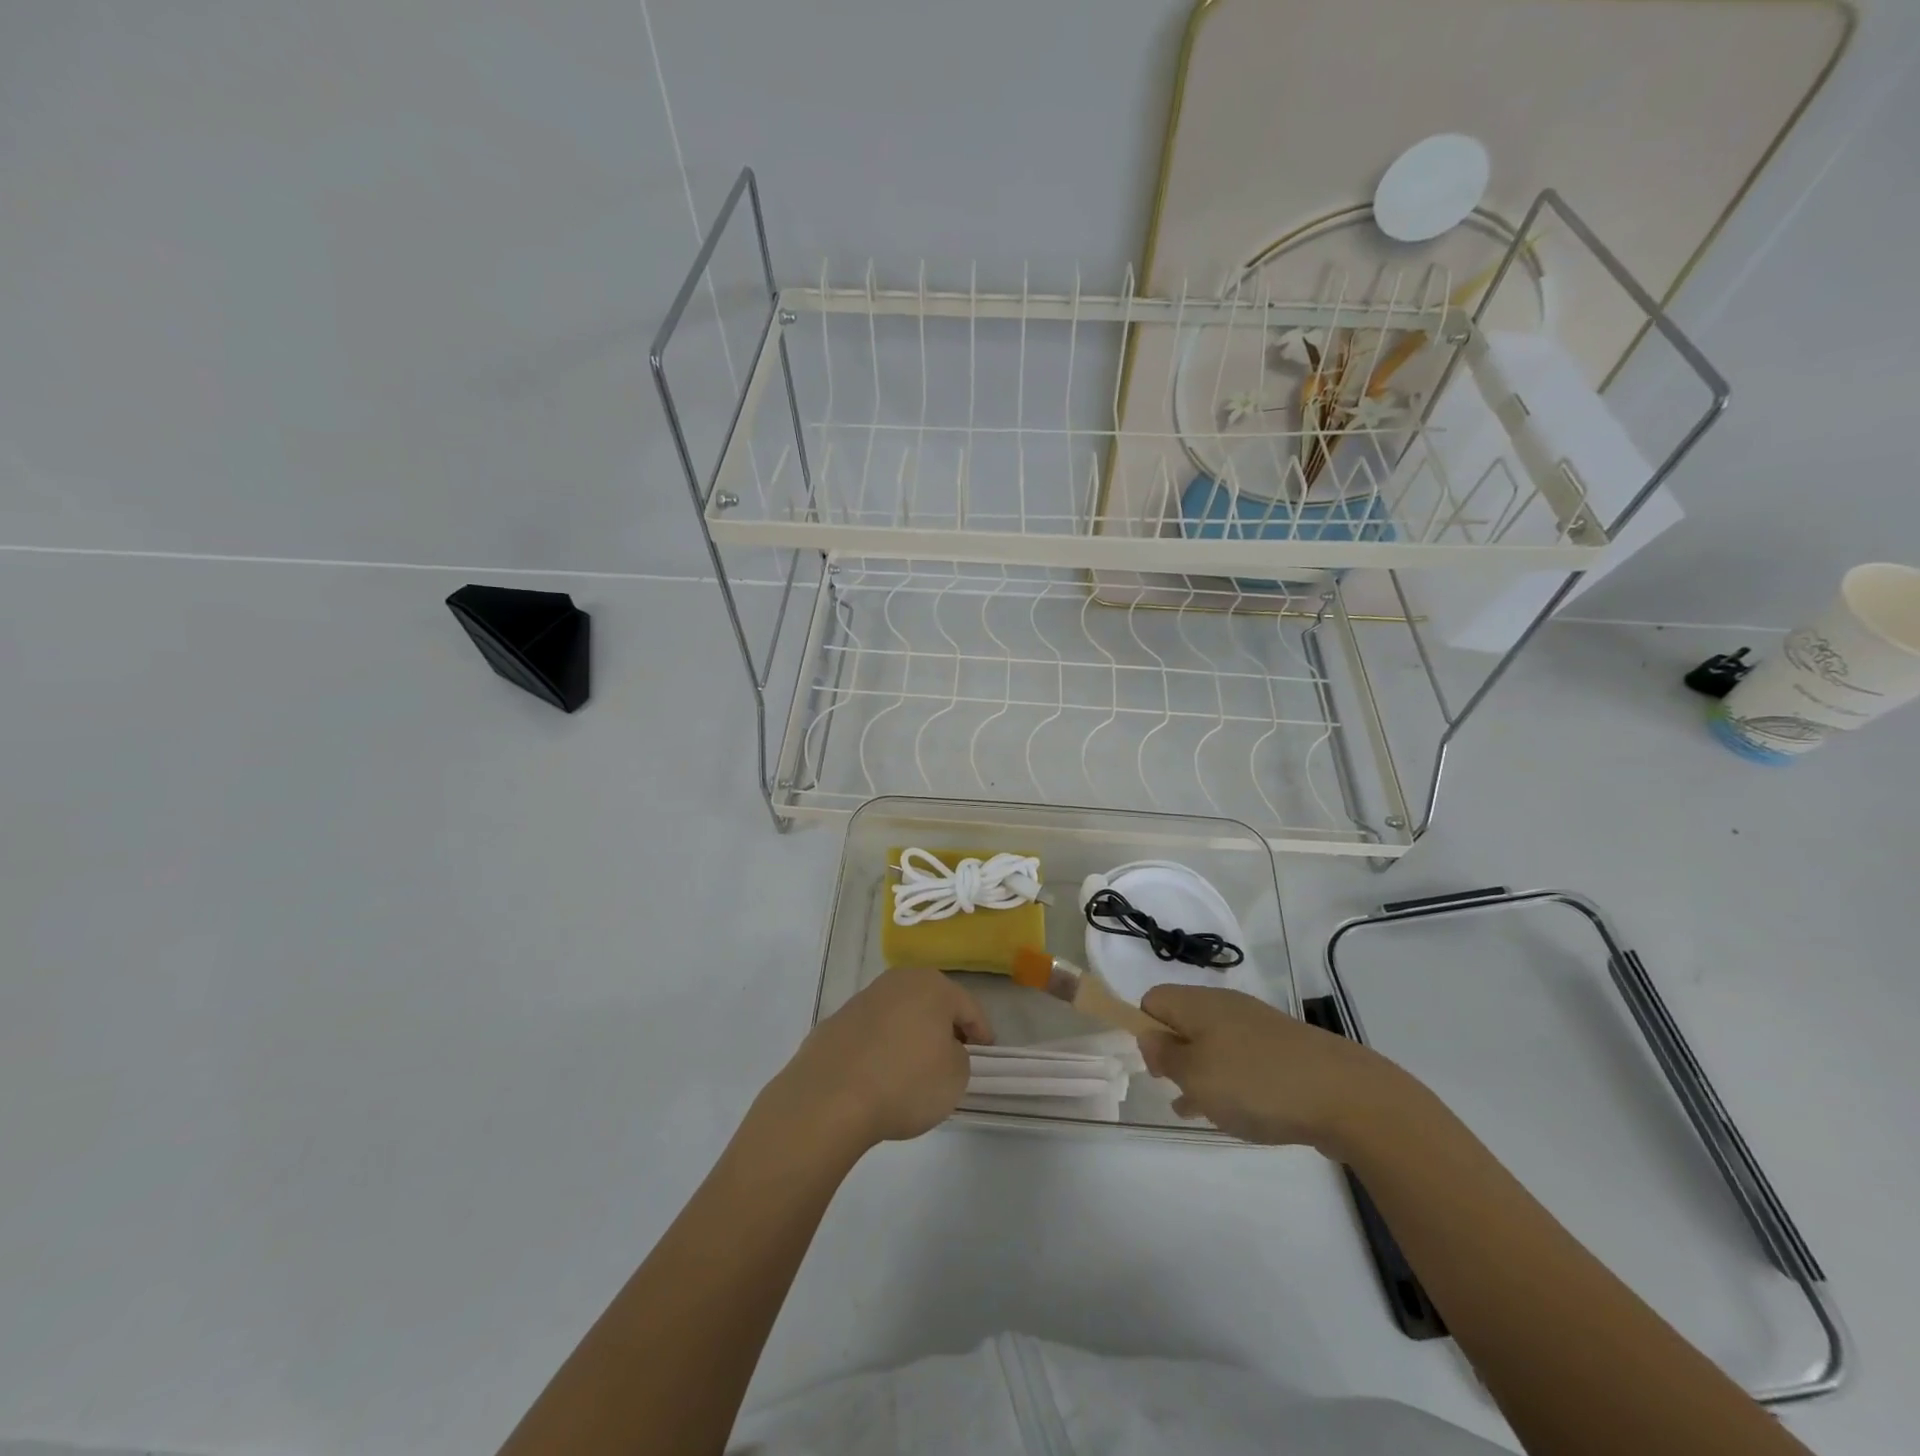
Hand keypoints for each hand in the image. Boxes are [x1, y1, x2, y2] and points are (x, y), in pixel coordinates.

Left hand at [763, 968, 992, 1152]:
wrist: (830, 1097)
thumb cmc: (905, 1082)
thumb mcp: (955, 1077)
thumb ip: (959, 1056)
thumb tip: (941, 1049)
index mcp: (932, 986)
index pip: (968, 1007)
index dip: (981, 1032)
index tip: (985, 1053)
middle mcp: (898, 981)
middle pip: (932, 1002)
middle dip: (944, 1026)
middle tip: (954, 1055)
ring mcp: (863, 999)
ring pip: (900, 1014)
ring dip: (911, 1034)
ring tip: (915, 1067)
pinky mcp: (837, 1022)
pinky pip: (872, 1032)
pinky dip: (882, 1046)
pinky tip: (880, 1074)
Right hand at [1138, 985, 1407, 1149]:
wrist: (1346, 1095)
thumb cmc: (1256, 1083)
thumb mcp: (1195, 1074)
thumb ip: (1165, 1056)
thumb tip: (1150, 1037)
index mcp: (1199, 1004)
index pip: (1154, 1000)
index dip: (1144, 1028)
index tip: (1153, 1065)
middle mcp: (1226, 1007)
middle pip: (1184, 1021)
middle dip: (1173, 1054)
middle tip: (1175, 1090)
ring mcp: (1258, 1028)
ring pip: (1213, 1044)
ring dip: (1200, 1072)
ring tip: (1195, 1109)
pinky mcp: (1284, 1051)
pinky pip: (1242, 1061)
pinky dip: (1231, 1082)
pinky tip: (1234, 1112)